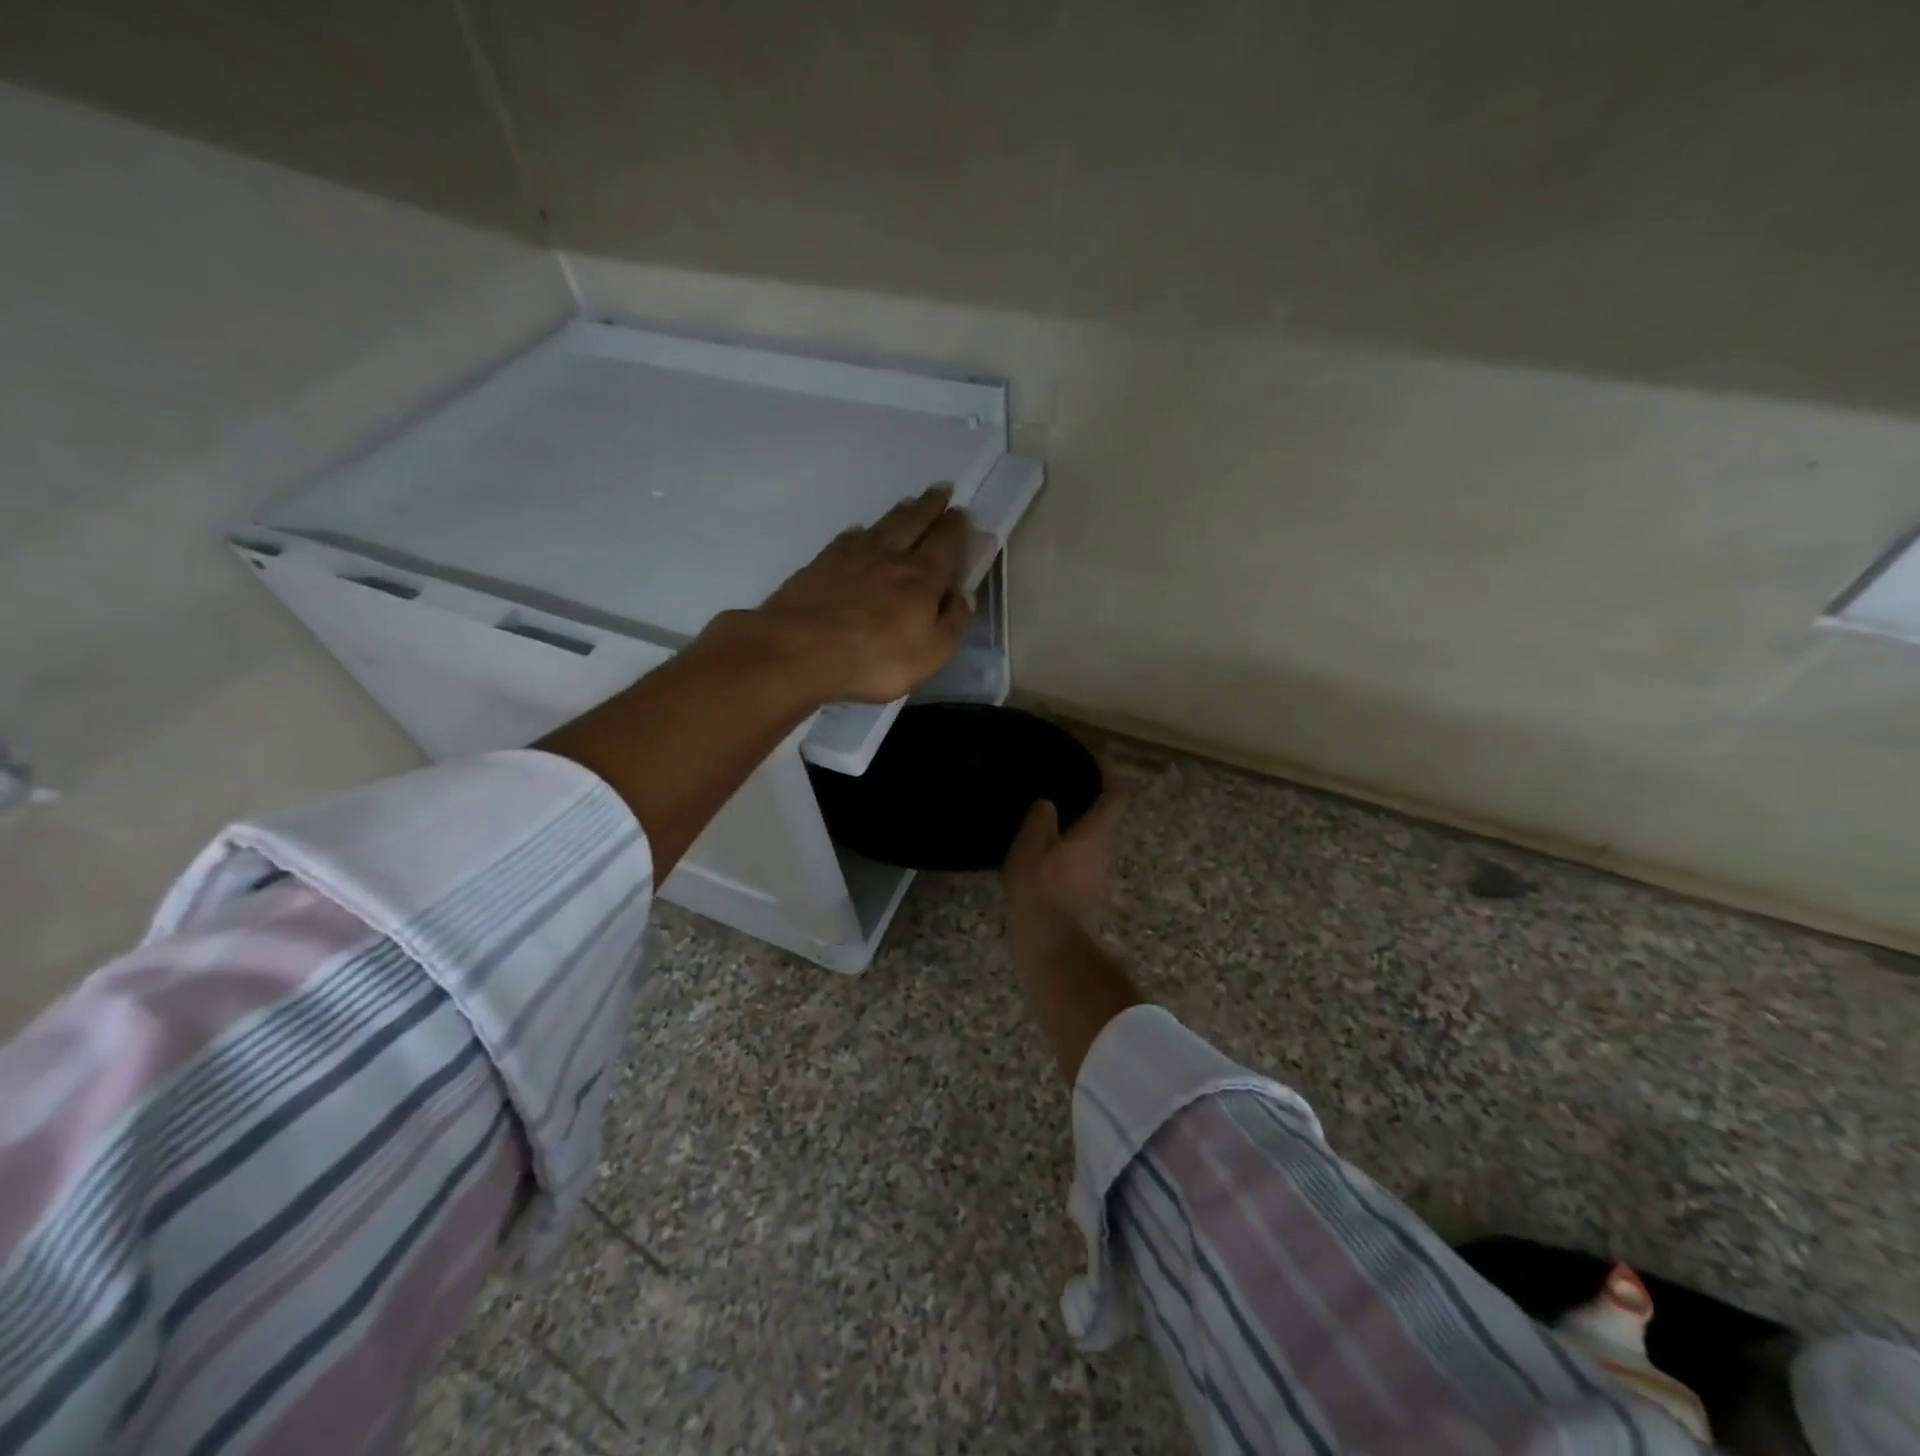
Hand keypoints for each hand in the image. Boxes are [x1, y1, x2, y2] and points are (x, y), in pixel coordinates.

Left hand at [746, 484, 973, 704]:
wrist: (800, 649)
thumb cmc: (875, 658)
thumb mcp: (931, 653)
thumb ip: (952, 622)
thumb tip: (964, 595)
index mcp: (922, 577)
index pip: (946, 542)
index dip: (956, 526)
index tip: (962, 512)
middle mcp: (890, 557)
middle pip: (915, 522)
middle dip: (931, 505)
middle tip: (941, 490)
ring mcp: (852, 557)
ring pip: (883, 525)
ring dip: (900, 512)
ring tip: (909, 503)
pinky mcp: (821, 564)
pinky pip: (848, 539)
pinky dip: (861, 532)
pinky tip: (860, 532)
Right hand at [1003, 777, 1131, 945]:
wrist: (1051, 948)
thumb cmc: (1041, 892)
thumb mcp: (1031, 848)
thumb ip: (1040, 820)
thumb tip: (1048, 804)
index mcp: (1094, 835)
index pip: (1116, 795)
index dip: (1109, 772)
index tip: (1094, 758)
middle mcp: (1103, 853)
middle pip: (1104, 819)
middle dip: (1086, 802)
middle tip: (1058, 788)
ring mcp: (1096, 877)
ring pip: (1089, 842)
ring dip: (1072, 829)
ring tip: (1041, 821)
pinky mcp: (1084, 896)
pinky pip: (1076, 861)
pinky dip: (1063, 852)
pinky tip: (1038, 856)